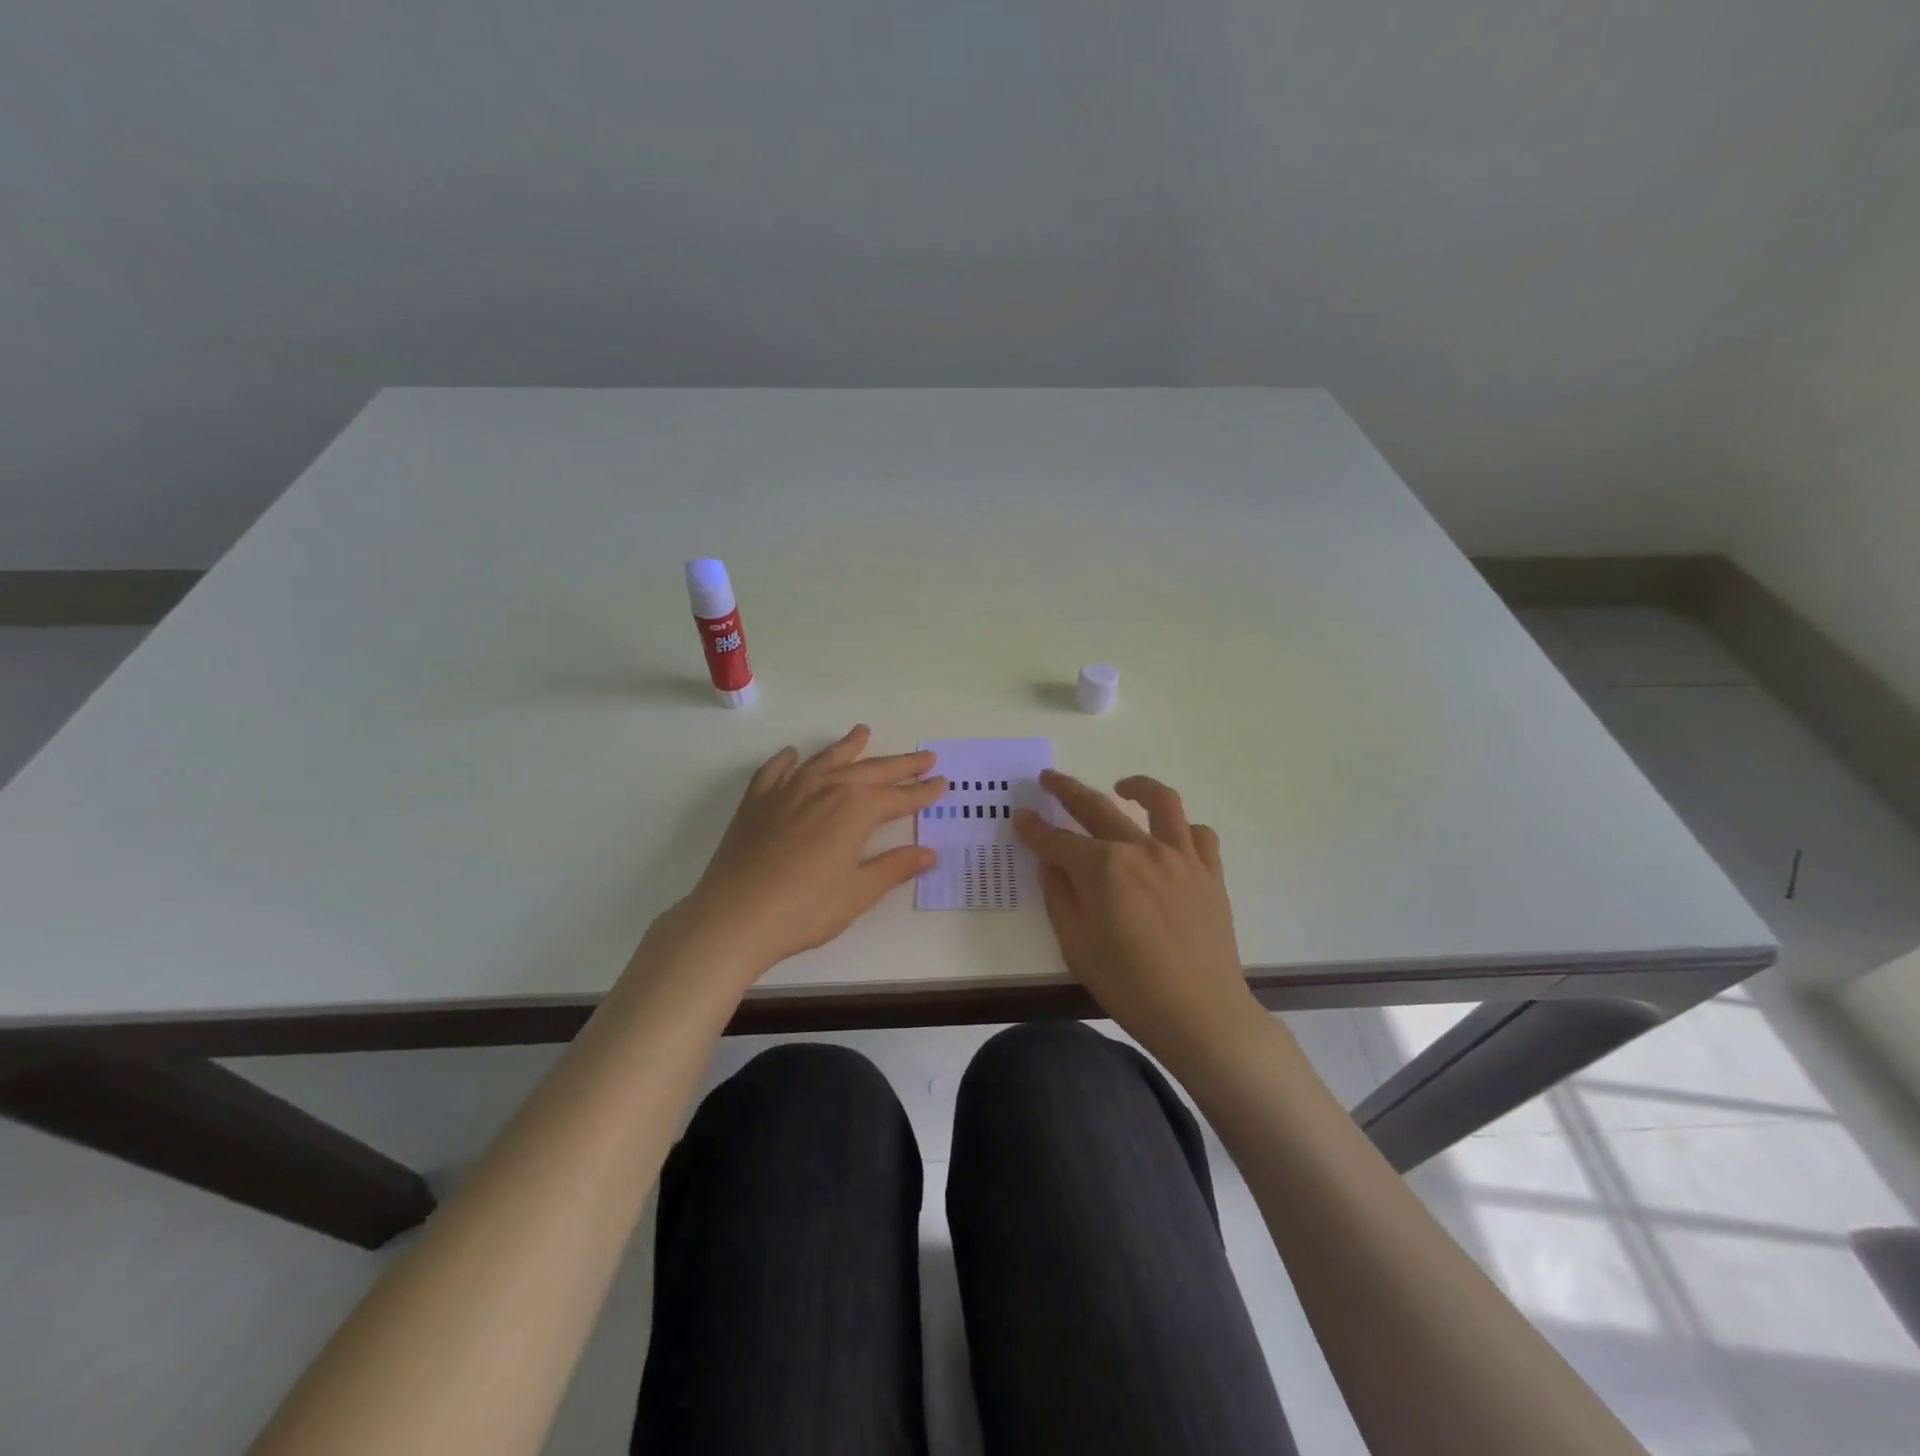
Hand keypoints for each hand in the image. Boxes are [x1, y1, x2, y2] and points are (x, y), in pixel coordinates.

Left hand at [673, 725, 942, 981]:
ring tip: (863, 732)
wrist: (734, 917)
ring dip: (848, 747)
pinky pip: (775, 770)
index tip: (942, 782)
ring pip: (825, 760)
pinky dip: (788, 760)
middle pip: (870, 771)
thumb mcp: (859, 892)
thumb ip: (895, 867)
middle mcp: (825, 788)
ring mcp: (787, 790)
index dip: (923, 792)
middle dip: (901, 765)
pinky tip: (793, 754)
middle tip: (924, 756)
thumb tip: (929, 853)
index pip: (899, 797)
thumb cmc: (805, 909)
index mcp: (855, 809)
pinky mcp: (757, 801)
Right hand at [1015, 771, 1261, 1070]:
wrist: (1201, 1015)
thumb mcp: (1076, 945)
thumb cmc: (1129, 987)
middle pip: (1097, 808)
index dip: (1034, 828)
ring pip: (1161, 802)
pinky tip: (1169, 836)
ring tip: (1121, 786)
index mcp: (1103, 868)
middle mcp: (1141, 849)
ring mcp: (1180, 857)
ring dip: (1137, 786)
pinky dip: (1182, 828)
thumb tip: (1050, 862)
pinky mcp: (1209, 872)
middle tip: (1049, 779)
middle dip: (1067, 790)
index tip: (1020, 817)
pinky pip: (1199, 834)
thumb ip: (1059, 896)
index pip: (1057, 840)